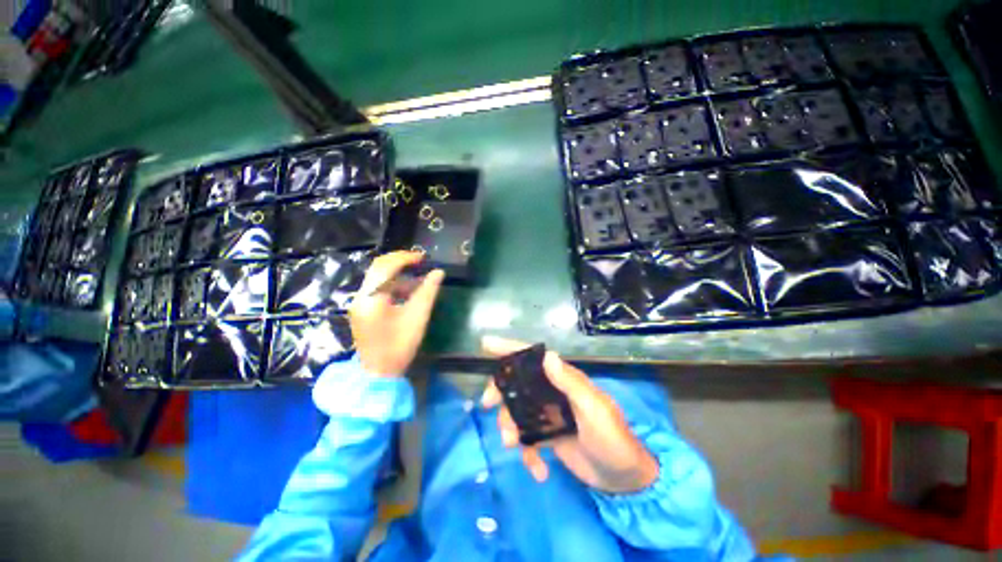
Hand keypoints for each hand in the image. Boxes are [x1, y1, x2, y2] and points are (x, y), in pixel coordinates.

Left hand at [349, 251, 444, 376]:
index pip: (386, 267)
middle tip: (420, 263)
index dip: (405, 258)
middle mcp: (360, 297)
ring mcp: (358, 303)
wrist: (378, 373)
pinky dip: (392, 286)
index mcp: (372, 299)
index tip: (423, 258)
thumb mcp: (418, 317)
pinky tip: (407, 293)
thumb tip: (439, 272)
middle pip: (378, 268)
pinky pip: (376, 289)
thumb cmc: (399, 346)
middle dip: (399, 262)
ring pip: (377, 278)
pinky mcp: (361, 310)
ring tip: (418, 281)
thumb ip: (428, 292)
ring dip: (397, 275)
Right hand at [481, 336, 658, 493]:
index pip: (534, 358)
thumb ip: (571, 384)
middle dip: (501, 392)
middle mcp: (553, 392)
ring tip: (513, 445)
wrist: (624, 480)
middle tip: (489, 405)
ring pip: (518, 411)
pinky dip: (527, 453)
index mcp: (564, 380)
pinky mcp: (548, 436)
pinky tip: (538, 470)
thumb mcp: (594, 410)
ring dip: (510, 427)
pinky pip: (528, 439)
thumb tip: (547, 355)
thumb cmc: (612, 439)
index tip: (486, 344)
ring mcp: (549, 415)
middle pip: (518, 384)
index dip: (510, 348)